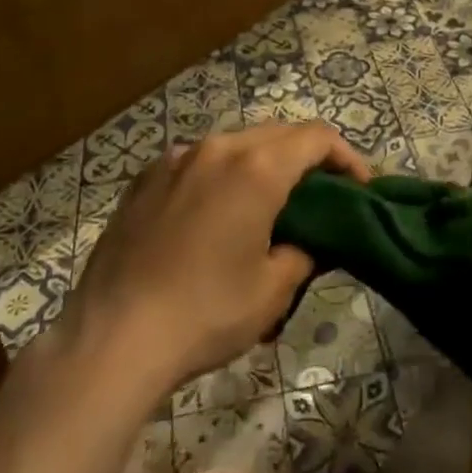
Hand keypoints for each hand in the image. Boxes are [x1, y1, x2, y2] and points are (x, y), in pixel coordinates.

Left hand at [61, 124, 370, 396]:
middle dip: (306, 157)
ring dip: (262, 163)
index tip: (359, 188)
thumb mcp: (272, 290)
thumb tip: (308, 241)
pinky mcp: (145, 179)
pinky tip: (215, 214)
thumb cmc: (205, 313)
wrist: (112, 338)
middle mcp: (217, 148)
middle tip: (321, 196)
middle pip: (277, 134)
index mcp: (256, 168)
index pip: (316, 138)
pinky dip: (220, 175)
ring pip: (235, 145)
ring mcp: (175, 159)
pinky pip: (197, 162)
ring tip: (268, 204)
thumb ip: (304, 252)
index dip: (346, 156)